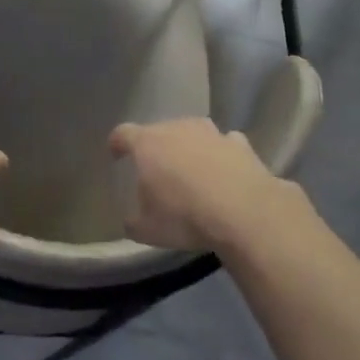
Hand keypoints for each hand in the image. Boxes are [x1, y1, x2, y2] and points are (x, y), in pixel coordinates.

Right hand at [108, 117, 296, 252]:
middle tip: (156, 168)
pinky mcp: (241, 144)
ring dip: (189, 146)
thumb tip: (132, 220)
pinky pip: (225, 144)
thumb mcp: (147, 230)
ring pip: (194, 132)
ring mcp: (212, 133)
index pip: (123, 134)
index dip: (117, 143)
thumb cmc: (184, 216)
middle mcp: (178, 129)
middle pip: (160, 130)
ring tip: (191, 167)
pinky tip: (224, 169)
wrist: (244, 212)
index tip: (116, 154)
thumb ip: (134, 221)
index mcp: (147, 144)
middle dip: (156, 146)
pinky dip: (221, 154)